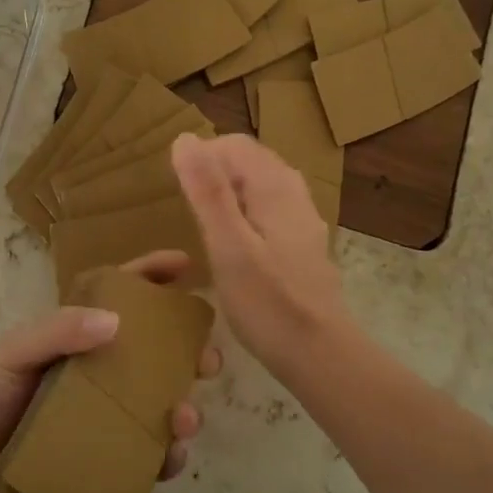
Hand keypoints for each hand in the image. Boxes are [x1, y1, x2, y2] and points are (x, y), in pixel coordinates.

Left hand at [0, 250, 221, 480]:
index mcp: (77, 338)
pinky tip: (170, 456)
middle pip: (156, 354)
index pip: (120, 296)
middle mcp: (98, 374)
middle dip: (189, 352)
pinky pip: (149, 454)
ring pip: (161, 404)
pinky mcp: (106, 458)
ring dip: (185, 407)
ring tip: (185, 418)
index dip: (152, 275)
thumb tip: (116, 320)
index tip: (187, 265)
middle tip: (209, 360)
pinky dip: (168, 455)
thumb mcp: (13, 354)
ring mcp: (105, 417)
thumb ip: (57, 330)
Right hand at [171, 132, 351, 374]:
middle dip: (214, 172)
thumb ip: (208, 191)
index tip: (174, 189)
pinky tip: (230, 245)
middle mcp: (294, 194)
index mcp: (276, 186)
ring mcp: (302, 220)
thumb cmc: (267, 302)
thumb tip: (185, 139)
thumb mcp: (228, 245)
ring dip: (227, 194)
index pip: (233, 145)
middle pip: (248, 162)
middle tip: (182, 206)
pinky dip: (243, 215)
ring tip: (200, 223)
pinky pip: (267, 212)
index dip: (201, 157)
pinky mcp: (301, 245)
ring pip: (258, 187)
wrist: (319, 353)